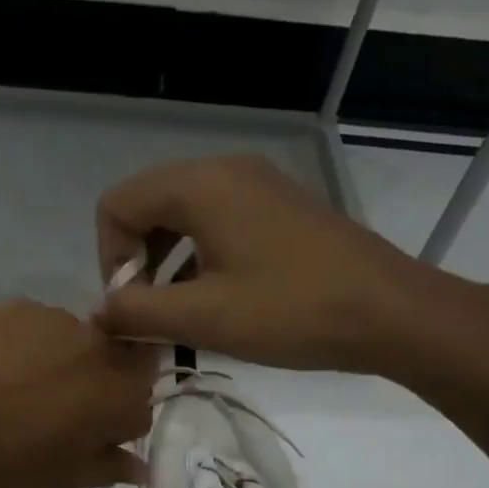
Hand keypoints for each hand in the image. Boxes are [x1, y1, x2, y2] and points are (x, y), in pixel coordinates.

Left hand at [0, 299, 156, 487]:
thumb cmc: (1, 465)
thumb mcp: (62, 481)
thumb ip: (109, 467)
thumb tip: (140, 466)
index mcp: (119, 397)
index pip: (141, 407)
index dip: (115, 426)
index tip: (87, 439)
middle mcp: (101, 350)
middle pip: (116, 364)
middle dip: (98, 386)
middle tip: (55, 411)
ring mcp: (58, 321)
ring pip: (77, 343)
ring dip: (63, 362)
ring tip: (17, 388)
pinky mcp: (19, 306)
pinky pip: (38, 327)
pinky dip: (27, 345)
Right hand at [94, 155, 488, 383]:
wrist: (389, 312)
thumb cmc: (291, 311)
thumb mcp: (203, 316)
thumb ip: (137, 310)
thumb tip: (99, 311)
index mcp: (200, 185)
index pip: (117, 205)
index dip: (110, 258)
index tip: (131, 307)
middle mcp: (225, 171)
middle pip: (148, 205)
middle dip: (136, 260)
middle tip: (149, 314)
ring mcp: (257, 186)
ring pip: (182, 216)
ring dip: (166, 263)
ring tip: (178, 314)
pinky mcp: (279, 208)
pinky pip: (217, 222)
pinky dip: (198, 258)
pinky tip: (213, 302)